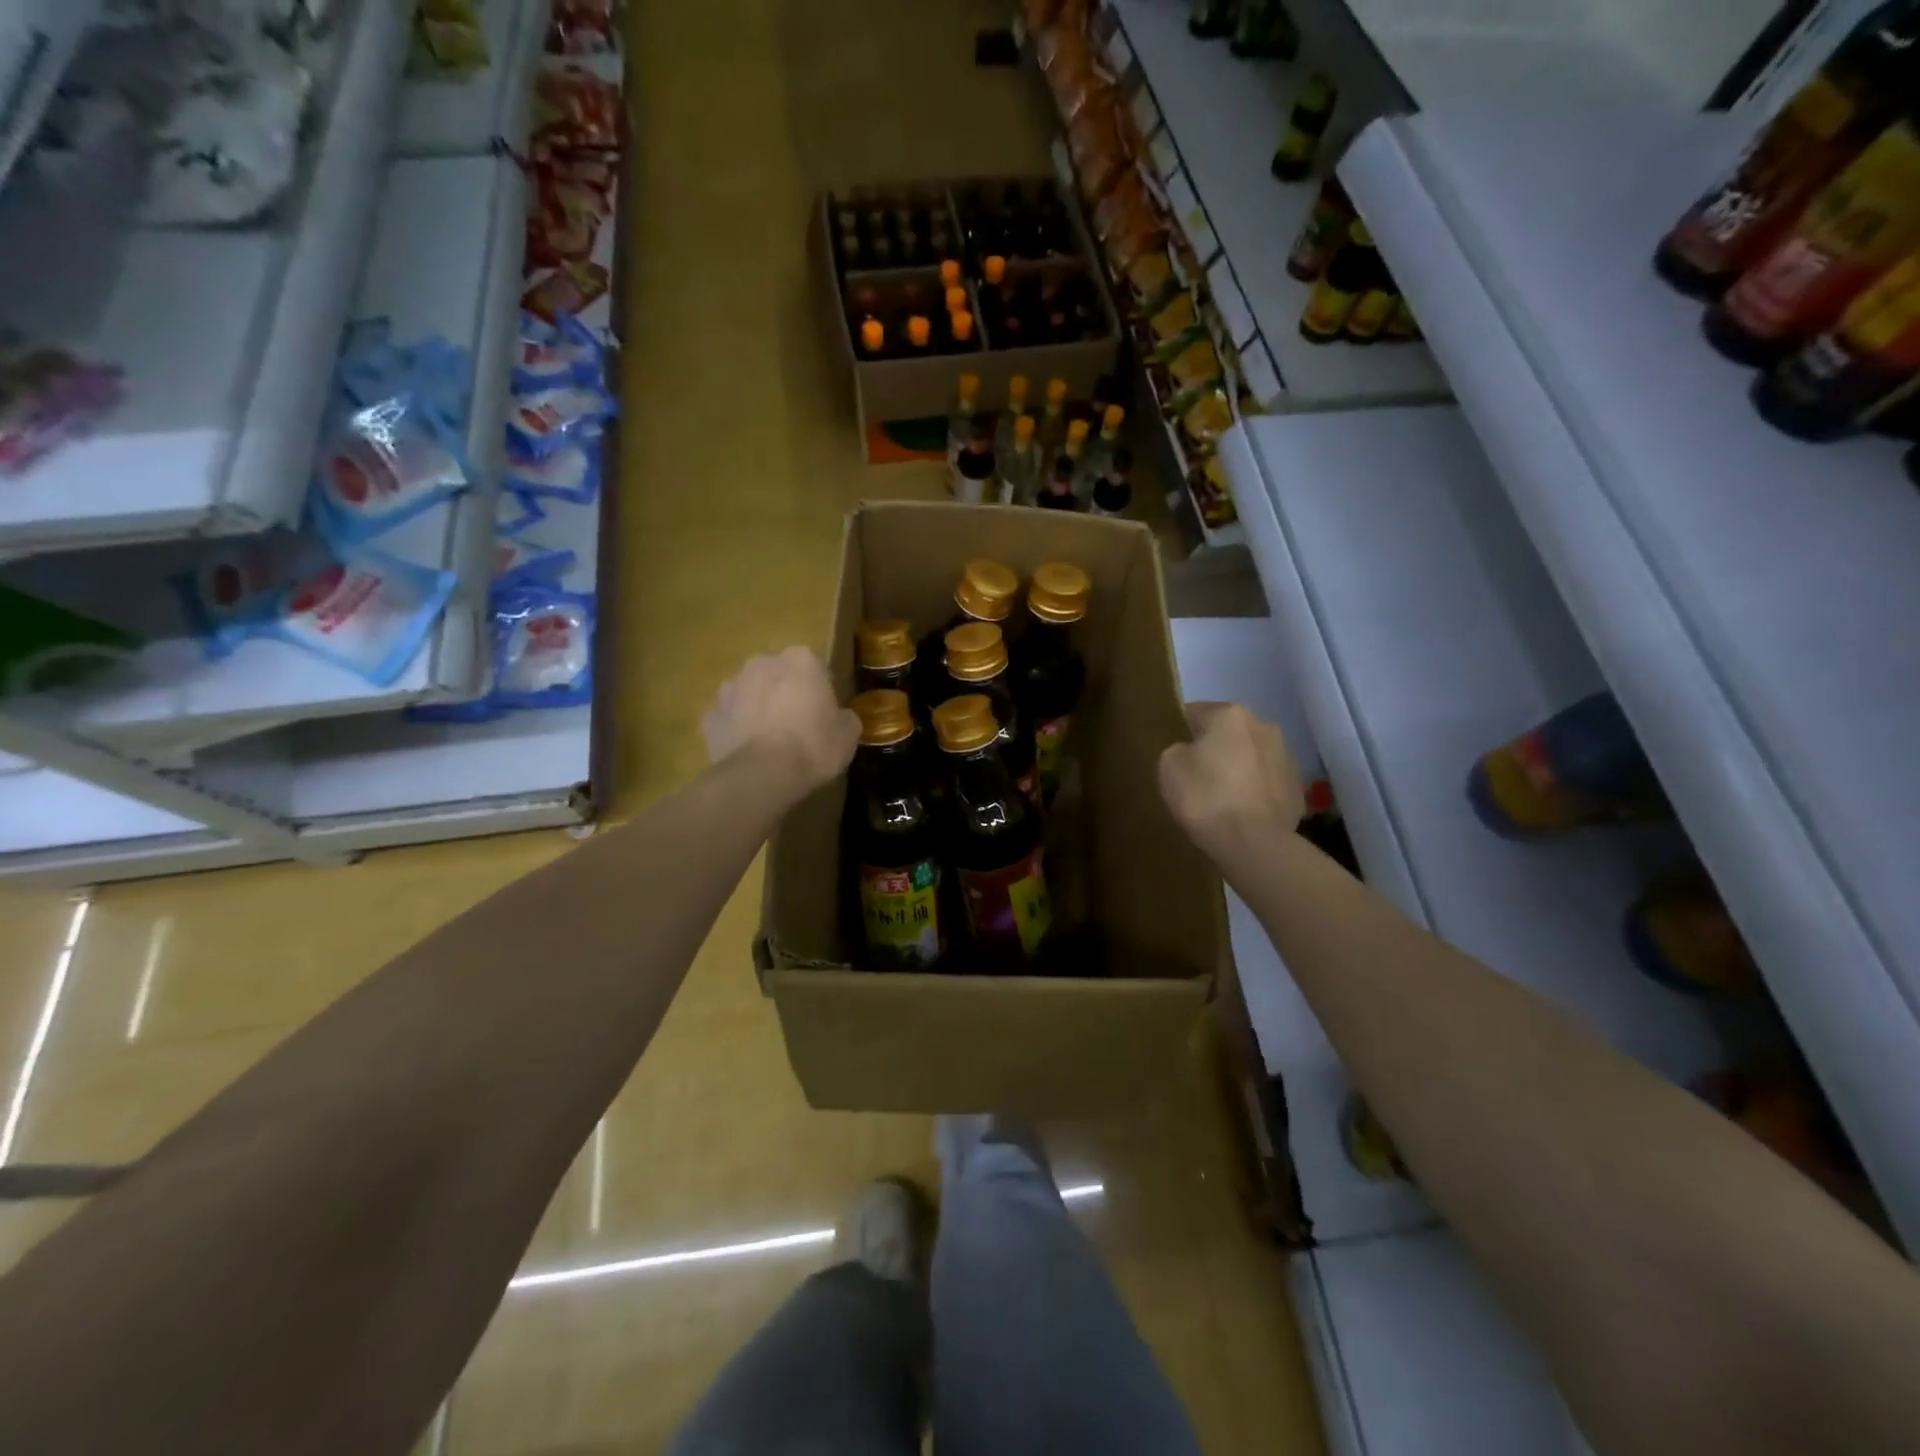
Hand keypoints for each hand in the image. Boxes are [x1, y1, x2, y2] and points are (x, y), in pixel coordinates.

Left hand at [703, 647, 859, 799]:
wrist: (762, 775)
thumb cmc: (813, 747)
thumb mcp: (848, 735)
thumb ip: (844, 718)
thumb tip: (840, 718)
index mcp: (800, 661)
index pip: (813, 665)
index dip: (818, 688)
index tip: (823, 711)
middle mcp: (762, 664)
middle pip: (776, 674)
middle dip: (784, 691)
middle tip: (796, 723)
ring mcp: (730, 688)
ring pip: (748, 693)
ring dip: (757, 707)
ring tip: (769, 739)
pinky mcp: (710, 715)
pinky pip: (729, 718)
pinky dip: (736, 729)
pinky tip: (748, 751)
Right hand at [1159, 702, 1303, 860]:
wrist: (1253, 843)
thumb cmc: (1206, 797)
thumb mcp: (1169, 766)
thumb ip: (1177, 749)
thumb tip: (1189, 751)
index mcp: (1230, 714)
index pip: (1194, 712)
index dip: (1179, 732)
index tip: (1172, 755)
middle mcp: (1264, 726)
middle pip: (1227, 733)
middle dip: (1213, 749)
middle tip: (1194, 777)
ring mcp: (1286, 757)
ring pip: (1250, 756)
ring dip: (1236, 768)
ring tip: (1220, 798)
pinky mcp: (1297, 787)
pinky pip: (1266, 782)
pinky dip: (1253, 791)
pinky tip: (1240, 812)